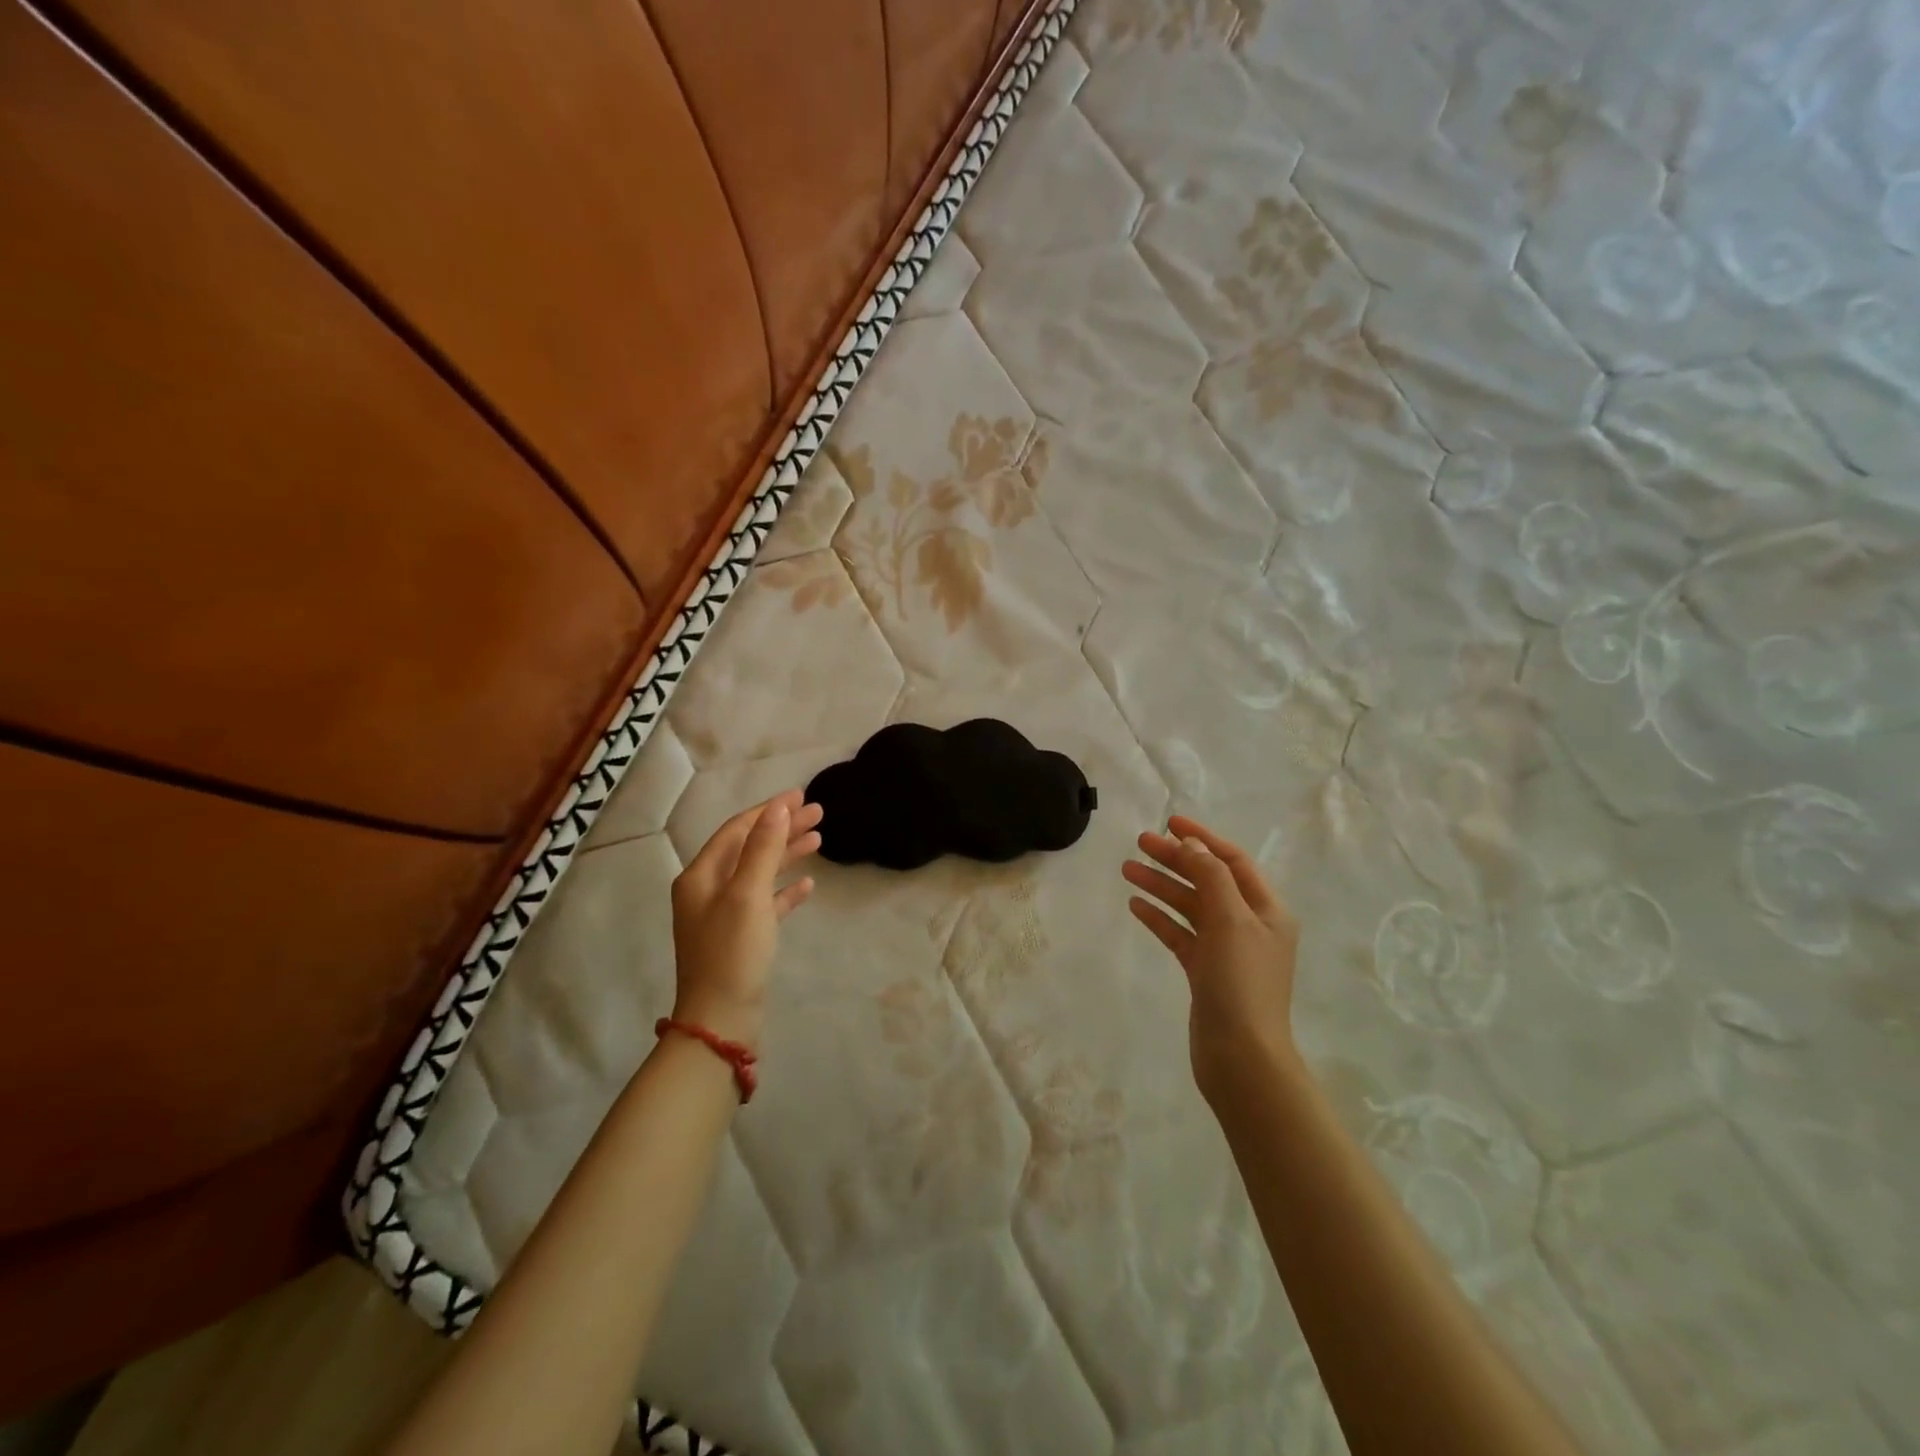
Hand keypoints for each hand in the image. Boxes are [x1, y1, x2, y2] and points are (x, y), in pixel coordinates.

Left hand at [669, 789, 821, 1049]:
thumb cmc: (732, 952)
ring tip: (819, 838)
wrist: (721, 1020)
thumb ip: (763, 848)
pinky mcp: (741, 937)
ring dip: (787, 854)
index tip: (801, 795)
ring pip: (760, 873)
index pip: (737, 830)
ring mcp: (724, 915)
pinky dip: (785, 890)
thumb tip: (777, 807)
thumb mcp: (748, 894)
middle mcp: (708, 890)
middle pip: (749, 848)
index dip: (769, 810)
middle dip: (782, 828)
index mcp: (700, 876)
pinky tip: (809, 884)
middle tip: (818, 812)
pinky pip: (766, 903)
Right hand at [1122, 814, 1301, 1104]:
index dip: (1202, 838)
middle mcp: (1249, 924)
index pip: (1232, 860)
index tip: (1169, 821)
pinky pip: (1180, 933)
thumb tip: (1193, 843)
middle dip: (1175, 859)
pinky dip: (1160, 917)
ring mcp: (1226, 949)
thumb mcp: (1230, 919)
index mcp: (1266, 909)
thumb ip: (1211, 876)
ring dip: (1161, 885)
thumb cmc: (1241, 982)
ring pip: (1190, 906)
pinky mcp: (1205, 971)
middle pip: (1207, 880)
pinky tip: (1136, 905)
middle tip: (1139, 843)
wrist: (1241, 1056)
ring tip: (1127, 869)